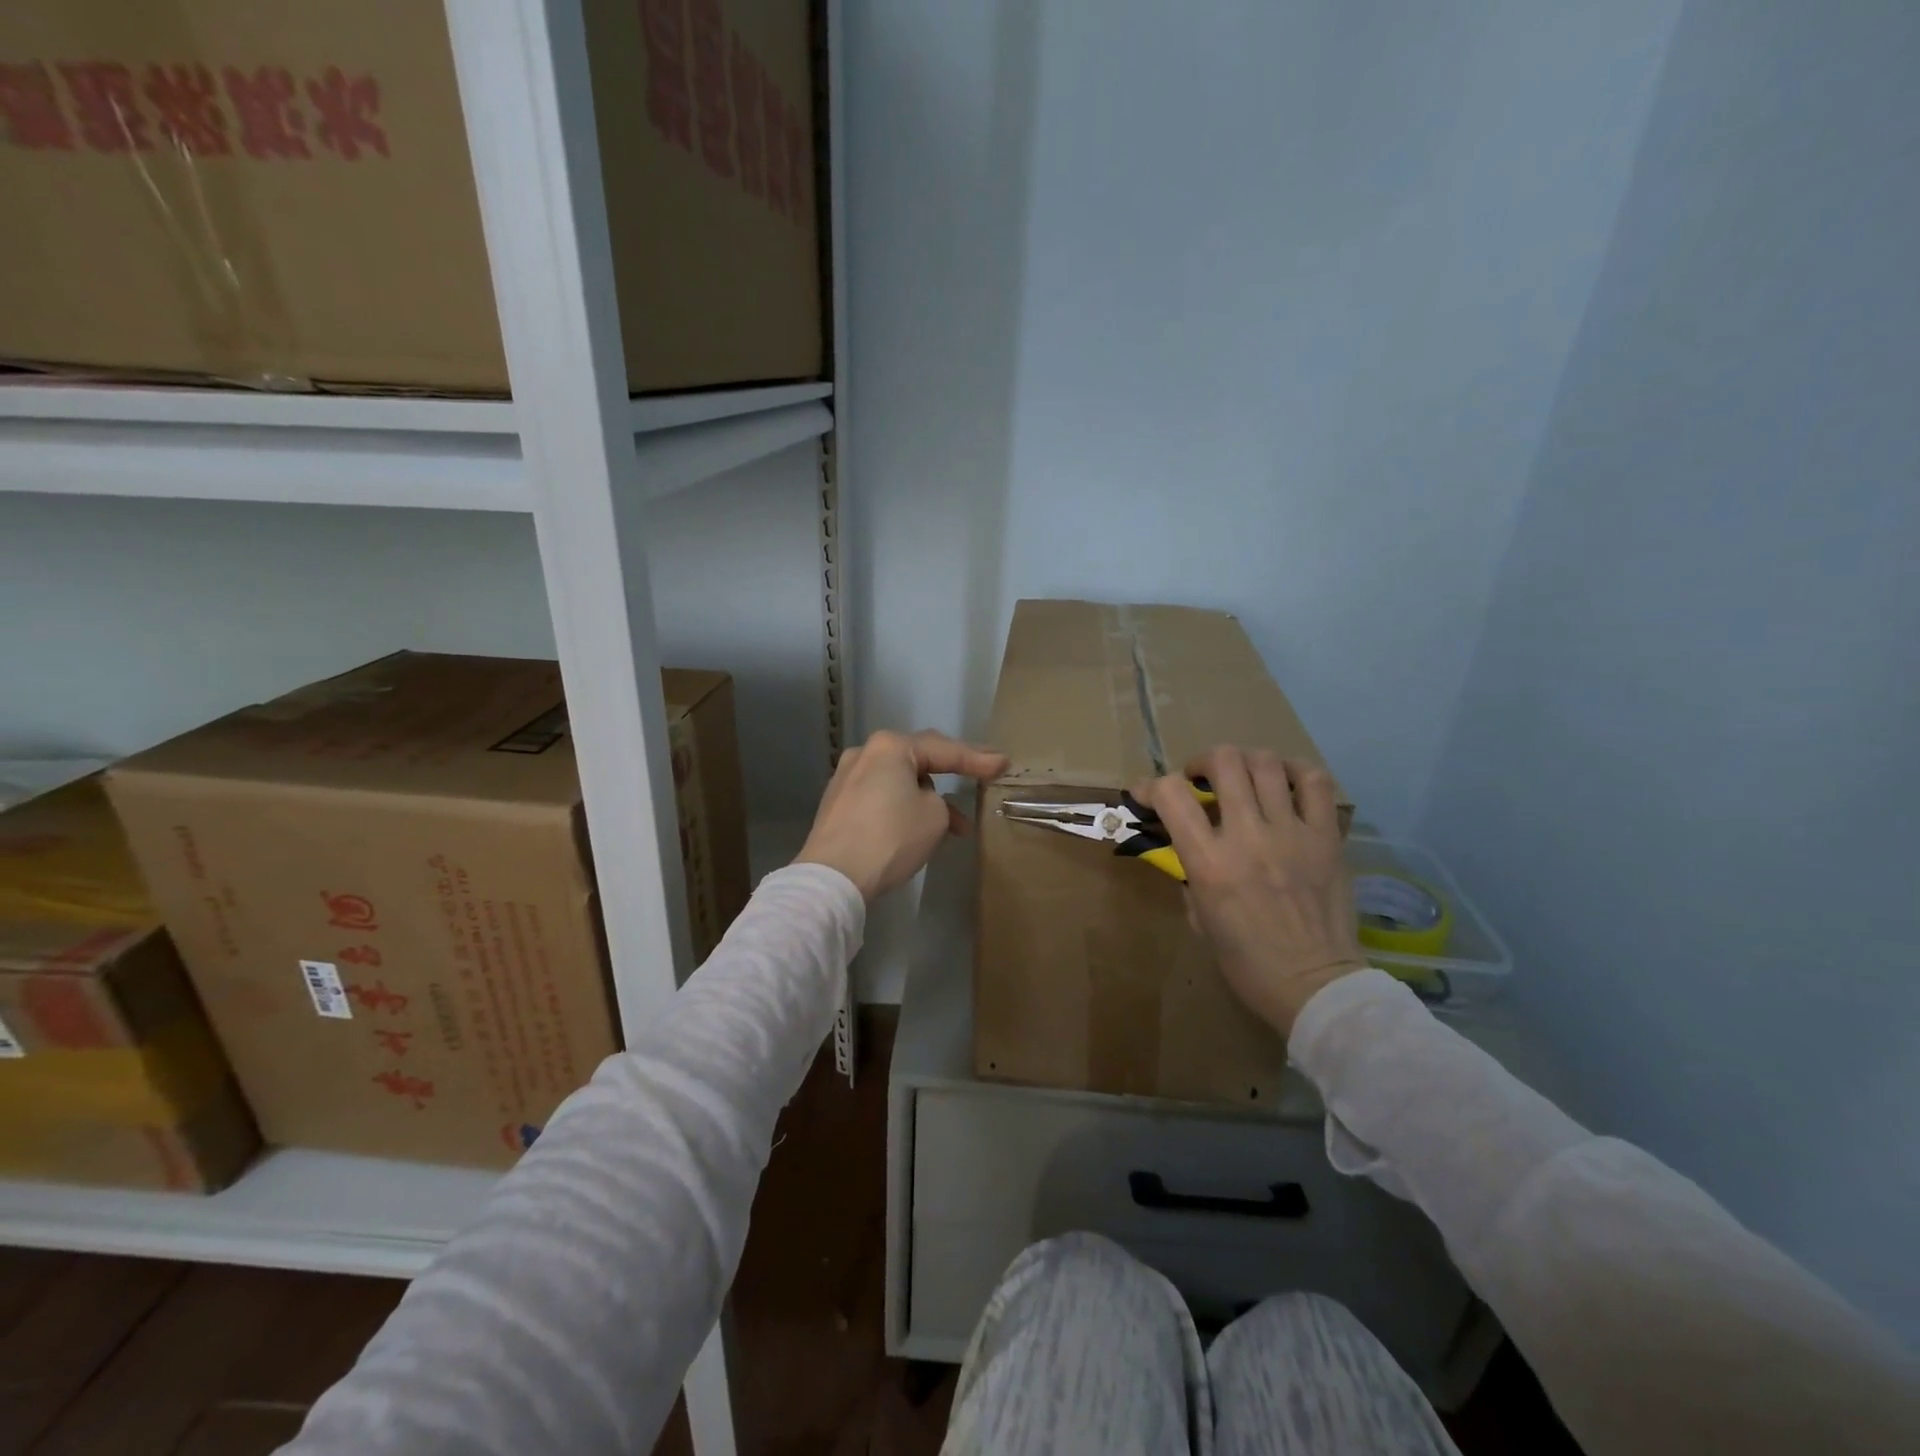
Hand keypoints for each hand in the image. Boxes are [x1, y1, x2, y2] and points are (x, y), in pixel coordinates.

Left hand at [795, 730, 1009, 900]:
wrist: (833, 877)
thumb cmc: (890, 837)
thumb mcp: (934, 816)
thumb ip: (940, 800)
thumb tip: (923, 801)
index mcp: (889, 747)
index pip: (944, 749)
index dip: (977, 758)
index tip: (1003, 764)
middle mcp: (865, 754)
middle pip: (918, 758)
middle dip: (952, 770)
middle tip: (981, 774)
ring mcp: (847, 779)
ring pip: (899, 781)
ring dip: (929, 798)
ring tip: (957, 825)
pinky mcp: (838, 805)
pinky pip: (882, 797)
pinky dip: (905, 807)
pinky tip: (921, 830)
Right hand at [1144, 746, 1365, 1036]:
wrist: (1314, 984)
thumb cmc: (1246, 961)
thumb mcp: (1198, 917)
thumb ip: (1191, 872)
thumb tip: (1189, 844)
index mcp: (1210, 863)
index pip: (1172, 795)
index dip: (1151, 785)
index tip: (1147, 793)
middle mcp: (1249, 837)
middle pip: (1224, 762)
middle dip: (1203, 762)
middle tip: (1202, 779)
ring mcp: (1292, 833)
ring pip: (1265, 763)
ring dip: (1245, 763)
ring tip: (1243, 778)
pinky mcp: (1327, 837)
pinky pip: (1315, 782)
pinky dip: (1295, 771)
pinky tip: (1284, 782)